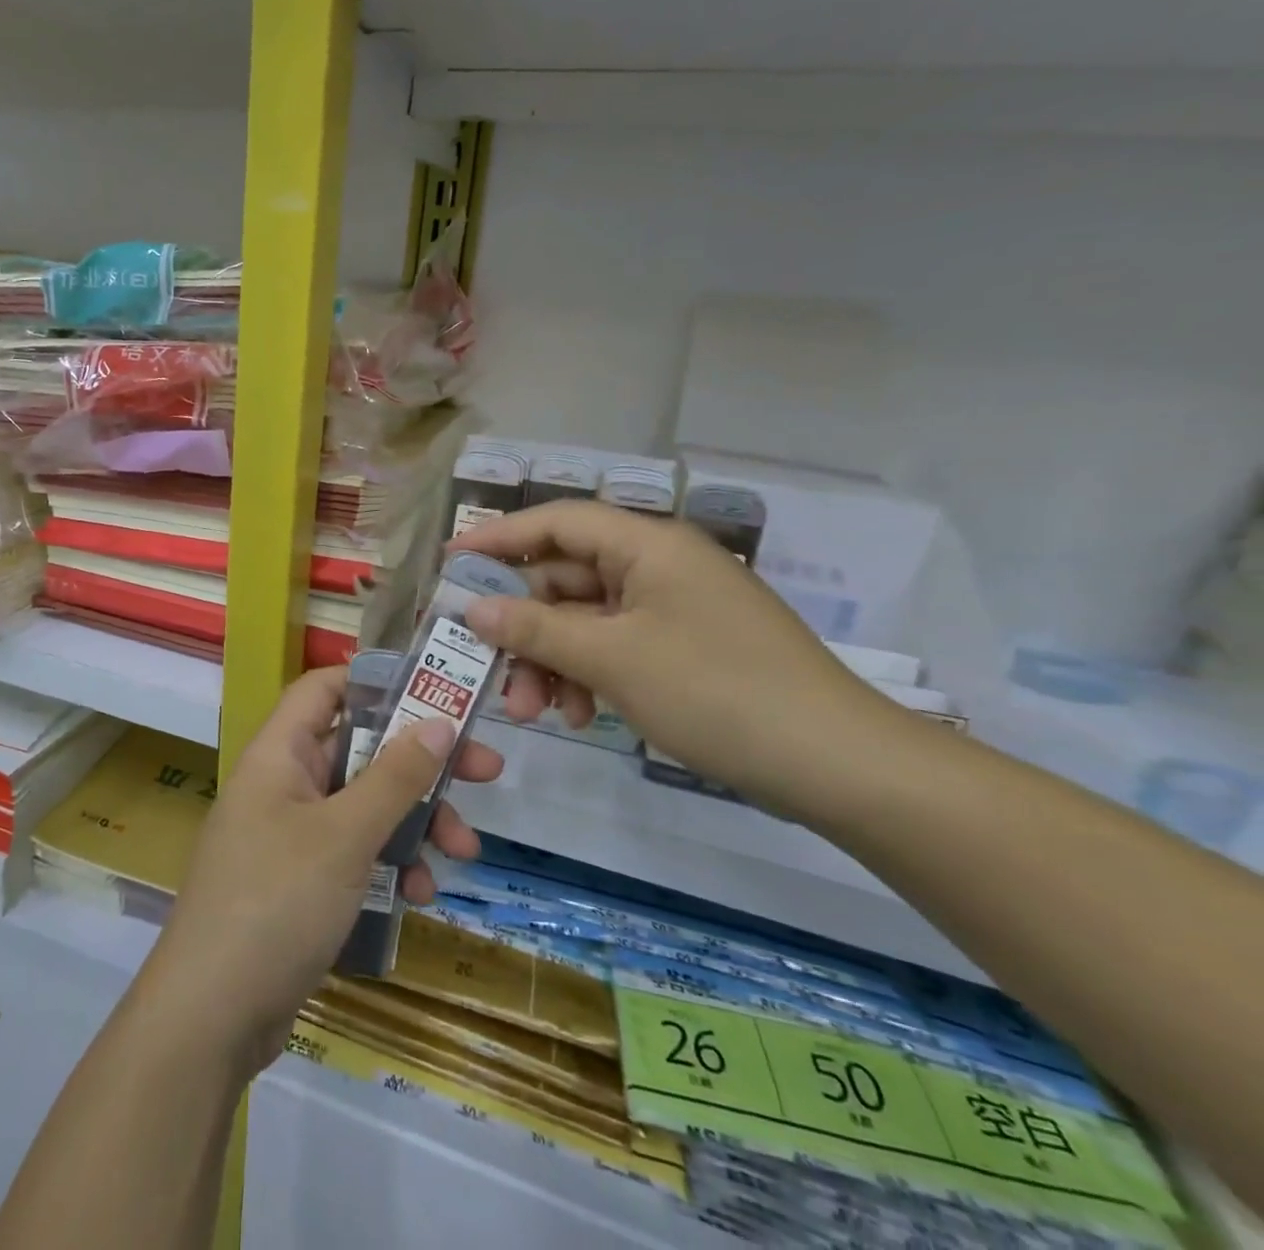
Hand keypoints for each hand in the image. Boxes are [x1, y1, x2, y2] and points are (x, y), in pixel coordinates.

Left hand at [141, 666, 502, 1071]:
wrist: (211, 1017)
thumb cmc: (276, 902)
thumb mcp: (345, 835)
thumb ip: (394, 776)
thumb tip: (439, 720)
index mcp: (279, 754)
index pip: (324, 689)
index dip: (375, 680)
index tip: (433, 691)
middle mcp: (283, 785)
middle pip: (359, 750)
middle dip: (420, 763)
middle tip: (485, 771)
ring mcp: (291, 836)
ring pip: (364, 807)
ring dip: (415, 822)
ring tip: (463, 851)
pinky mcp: (301, 883)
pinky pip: (354, 855)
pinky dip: (389, 866)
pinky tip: (420, 897)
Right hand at [453, 501, 909, 818]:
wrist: (837, 764)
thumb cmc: (716, 691)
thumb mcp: (612, 658)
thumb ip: (535, 629)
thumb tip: (472, 610)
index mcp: (647, 544)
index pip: (556, 521)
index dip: (498, 538)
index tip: (450, 563)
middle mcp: (658, 565)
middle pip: (566, 578)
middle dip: (525, 626)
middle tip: (490, 670)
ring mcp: (673, 608)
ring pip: (586, 619)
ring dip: (552, 660)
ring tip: (536, 711)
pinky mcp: (684, 647)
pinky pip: (615, 647)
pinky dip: (589, 675)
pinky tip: (581, 716)